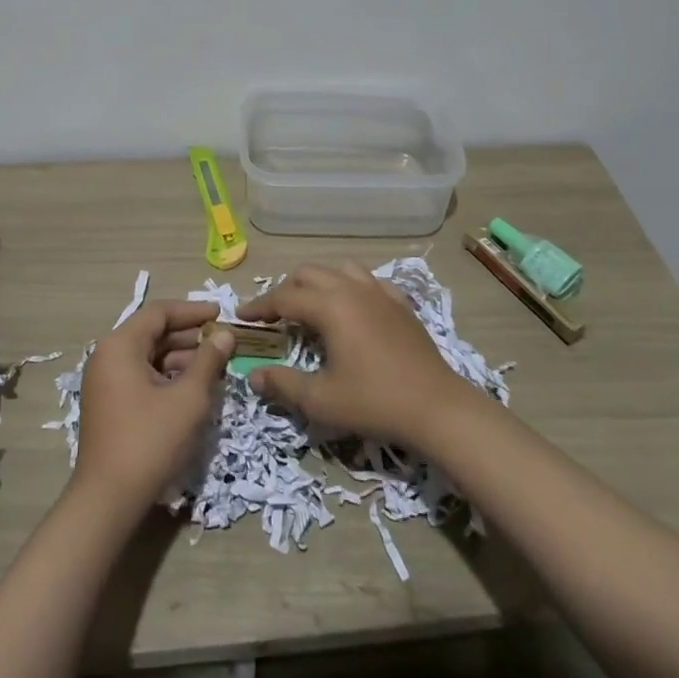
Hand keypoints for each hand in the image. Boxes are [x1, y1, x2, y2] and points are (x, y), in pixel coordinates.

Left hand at [72, 302, 233, 515]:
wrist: (109, 499)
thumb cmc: (150, 440)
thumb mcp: (188, 398)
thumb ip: (208, 360)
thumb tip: (225, 334)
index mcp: (119, 346)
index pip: (159, 313)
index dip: (192, 311)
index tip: (221, 314)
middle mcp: (107, 357)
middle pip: (153, 334)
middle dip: (190, 337)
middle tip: (224, 343)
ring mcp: (106, 383)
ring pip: (149, 357)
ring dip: (182, 359)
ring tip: (216, 368)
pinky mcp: (110, 405)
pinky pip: (142, 377)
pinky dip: (168, 378)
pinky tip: (194, 390)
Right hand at [237, 263, 478, 448]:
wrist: (437, 408)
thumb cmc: (374, 402)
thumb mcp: (321, 400)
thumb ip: (282, 384)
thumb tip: (252, 375)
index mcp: (330, 306)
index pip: (284, 297)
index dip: (259, 306)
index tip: (241, 316)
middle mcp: (352, 289)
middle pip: (309, 274)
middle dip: (286, 289)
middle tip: (273, 314)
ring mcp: (380, 293)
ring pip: (340, 270)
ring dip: (318, 281)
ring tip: (310, 304)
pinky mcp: (401, 304)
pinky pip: (368, 281)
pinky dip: (350, 286)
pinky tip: (351, 306)